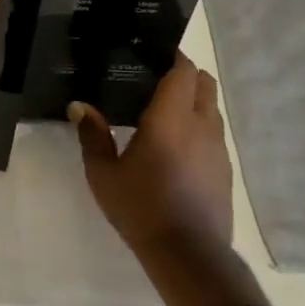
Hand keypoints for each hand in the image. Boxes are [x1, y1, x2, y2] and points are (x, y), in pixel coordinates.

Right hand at [71, 53, 267, 305]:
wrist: (188, 254)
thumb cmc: (140, 207)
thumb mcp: (103, 173)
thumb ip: (93, 135)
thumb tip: (79, 106)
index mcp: (171, 119)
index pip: (183, 71)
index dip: (172, 56)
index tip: (152, 52)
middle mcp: (201, 126)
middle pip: (204, 83)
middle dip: (184, 73)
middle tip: (154, 77)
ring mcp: (218, 148)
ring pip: (212, 108)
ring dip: (193, 99)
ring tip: (163, 109)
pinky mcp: (225, 169)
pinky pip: (213, 132)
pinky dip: (198, 125)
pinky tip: (175, 143)